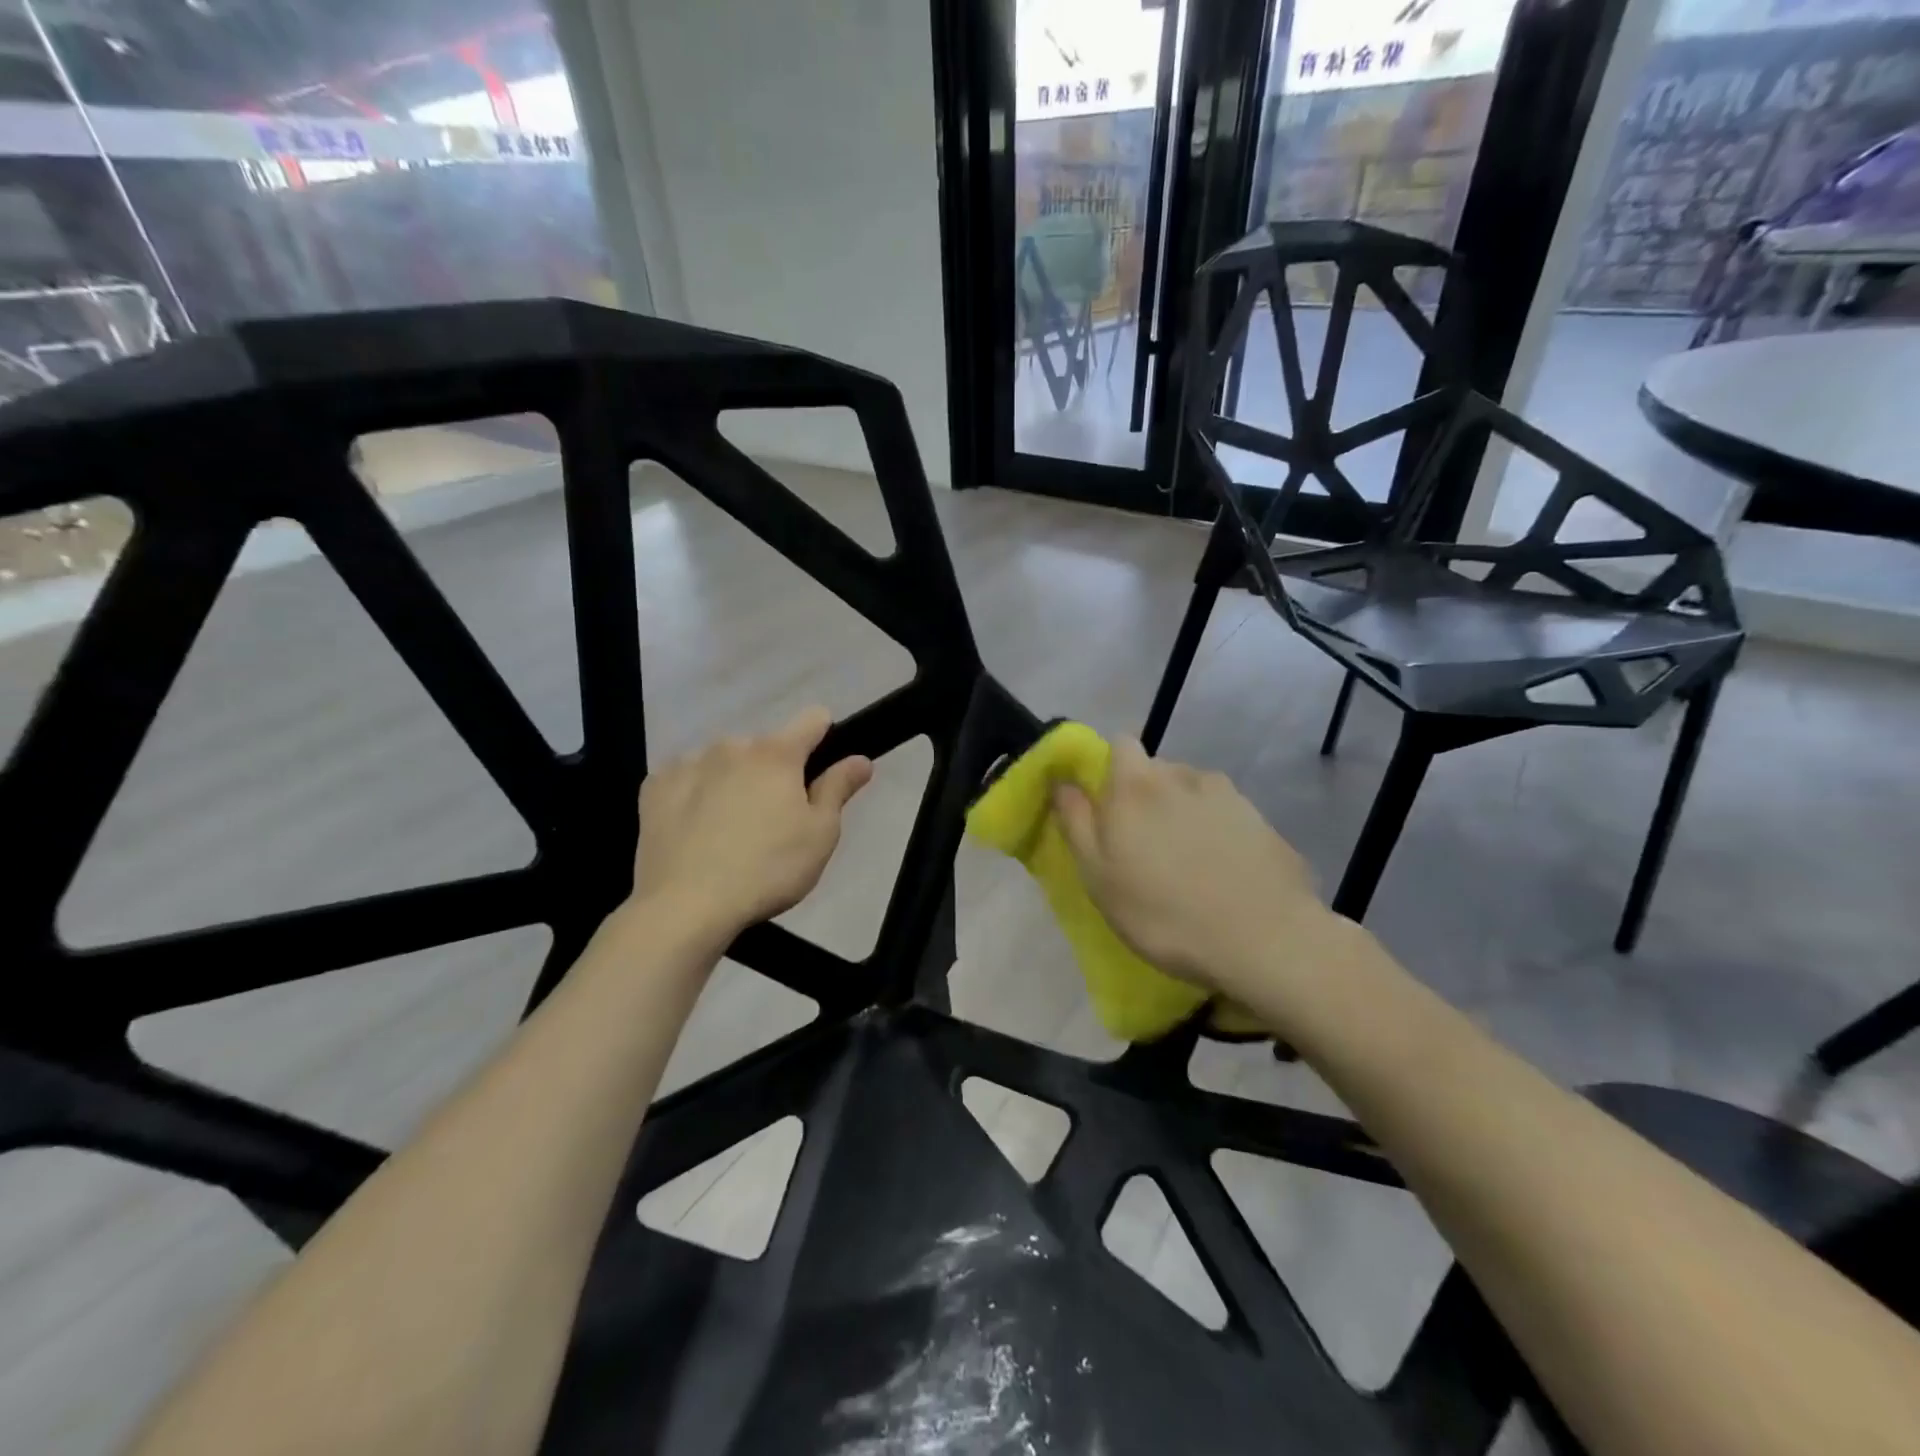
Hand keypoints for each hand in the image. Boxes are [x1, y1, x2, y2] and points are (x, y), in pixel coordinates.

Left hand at [631, 707, 872, 938]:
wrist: (685, 906)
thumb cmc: (767, 870)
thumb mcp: (820, 835)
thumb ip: (839, 788)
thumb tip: (860, 758)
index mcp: (777, 754)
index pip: (813, 720)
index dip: (825, 737)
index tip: (822, 768)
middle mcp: (731, 746)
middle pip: (765, 748)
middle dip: (775, 773)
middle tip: (775, 820)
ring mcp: (689, 763)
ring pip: (724, 762)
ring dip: (734, 781)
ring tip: (730, 830)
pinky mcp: (654, 787)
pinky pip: (687, 779)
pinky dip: (696, 795)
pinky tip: (696, 830)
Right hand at [1051, 738, 1333, 995]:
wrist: (1263, 939)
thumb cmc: (1163, 912)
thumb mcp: (1098, 875)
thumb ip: (1076, 821)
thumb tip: (1062, 781)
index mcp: (1137, 784)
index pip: (1119, 743)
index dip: (1110, 767)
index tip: (1107, 806)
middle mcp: (1182, 775)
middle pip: (1157, 770)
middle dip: (1146, 795)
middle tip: (1145, 845)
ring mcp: (1229, 795)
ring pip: (1193, 792)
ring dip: (1184, 813)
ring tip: (1189, 861)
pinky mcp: (1263, 821)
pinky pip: (1227, 816)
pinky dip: (1219, 832)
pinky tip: (1224, 872)